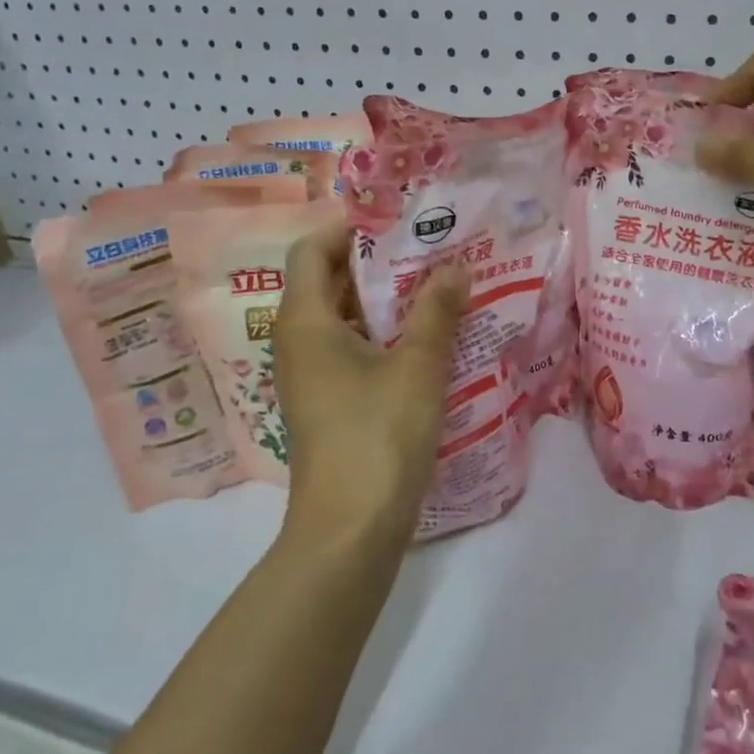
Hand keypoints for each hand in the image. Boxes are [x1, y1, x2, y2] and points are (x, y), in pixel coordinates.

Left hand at [273, 223, 467, 552]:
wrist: (350, 529)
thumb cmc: (378, 436)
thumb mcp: (417, 367)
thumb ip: (436, 311)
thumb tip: (455, 266)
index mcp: (305, 322)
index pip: (312, 250)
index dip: (349, 229)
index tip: (399, 223)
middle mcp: (298, 343)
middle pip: (329, 283)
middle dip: (379, 265)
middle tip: (432, 252)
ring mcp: (312, 376)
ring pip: (345, 320)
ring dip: (388, 303)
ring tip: (439, 290)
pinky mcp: (329, 404)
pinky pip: (354, 352)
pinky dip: (386, 337)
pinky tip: (430, 341)